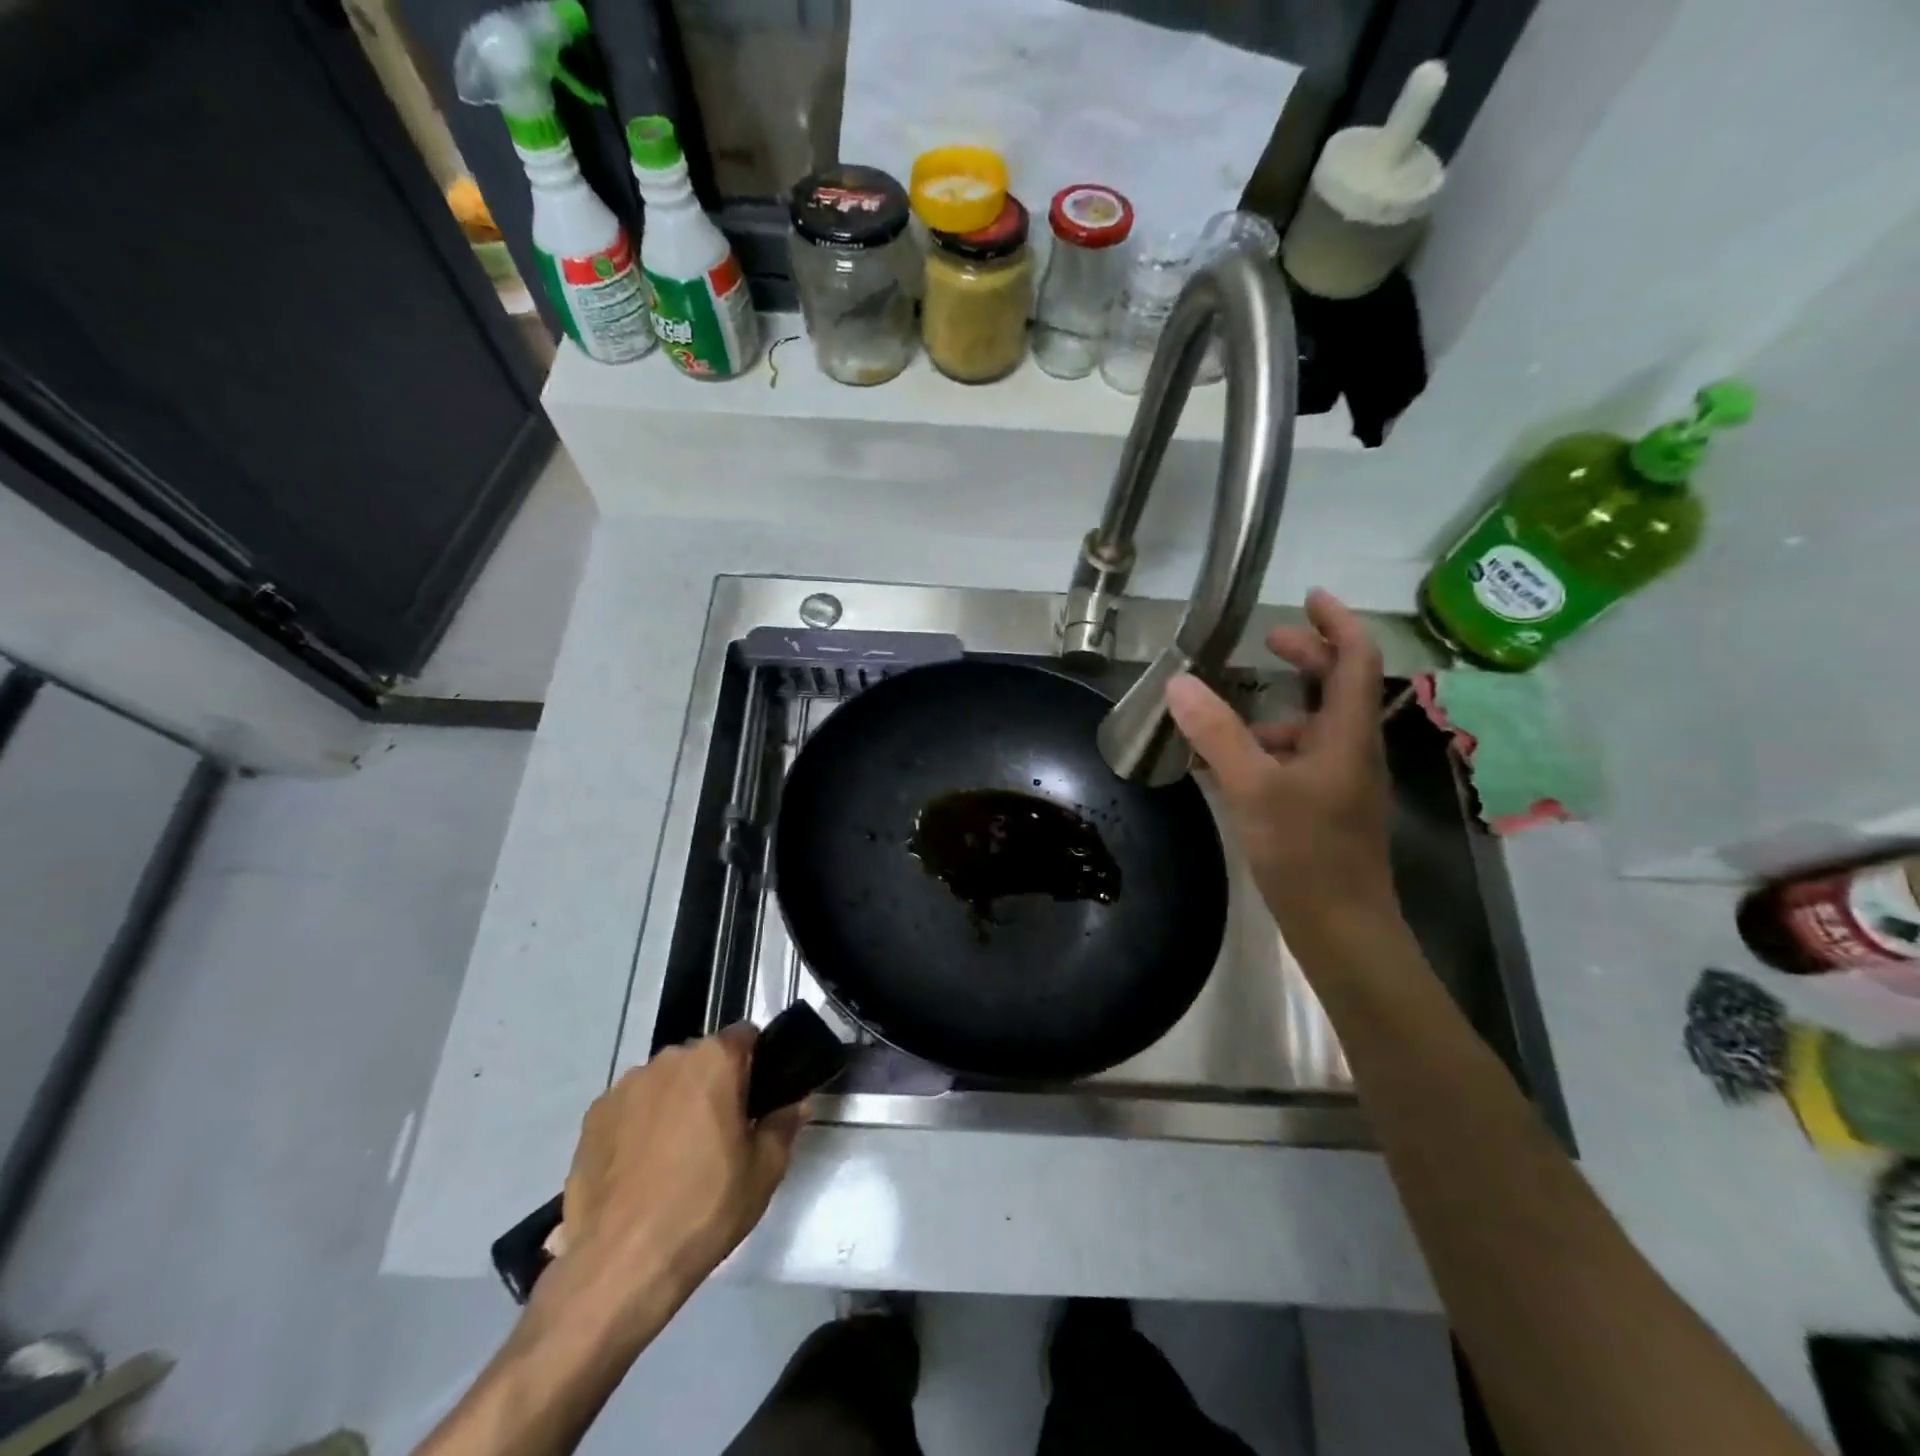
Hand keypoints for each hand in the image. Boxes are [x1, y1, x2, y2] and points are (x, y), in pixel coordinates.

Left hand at [557, 1025, 804, 1326]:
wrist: (620, 1265)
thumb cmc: (704, 1208)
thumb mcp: (765, 1171)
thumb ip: (784, 1125)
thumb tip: (794, 1104)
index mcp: (714, 1060)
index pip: (745, 1036)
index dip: (756, 1063)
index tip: (757, 1098)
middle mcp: (668, 1059)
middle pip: (702, 1058)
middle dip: (713, 1083)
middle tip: (720, 1132)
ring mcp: (625, 1086)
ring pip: (664, 1082)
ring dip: (675, 1102)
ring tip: (675, 1156)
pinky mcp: (592, 1118)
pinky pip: (629, 1108)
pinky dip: (639, 1125)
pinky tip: (640, 1170)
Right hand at [1165, 589, 1397, 939]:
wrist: (1342, 929)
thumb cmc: (1306, 854)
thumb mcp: (1253, 788)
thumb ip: (1217, 733)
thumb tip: (1178, 682)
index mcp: (1348, 735)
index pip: (1356, 659)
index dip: (1337, 621)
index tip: (1308, 596)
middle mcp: (1353, 750)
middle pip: (1338, 687)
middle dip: (1306, 657)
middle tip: (1266, 641)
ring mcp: (1341, 781)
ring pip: (1313, 727)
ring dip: (1275, 710)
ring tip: (1222, 714)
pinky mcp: (1326, 806)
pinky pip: (1296, 759)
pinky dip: (1265, 749)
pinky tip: (1224, 766)